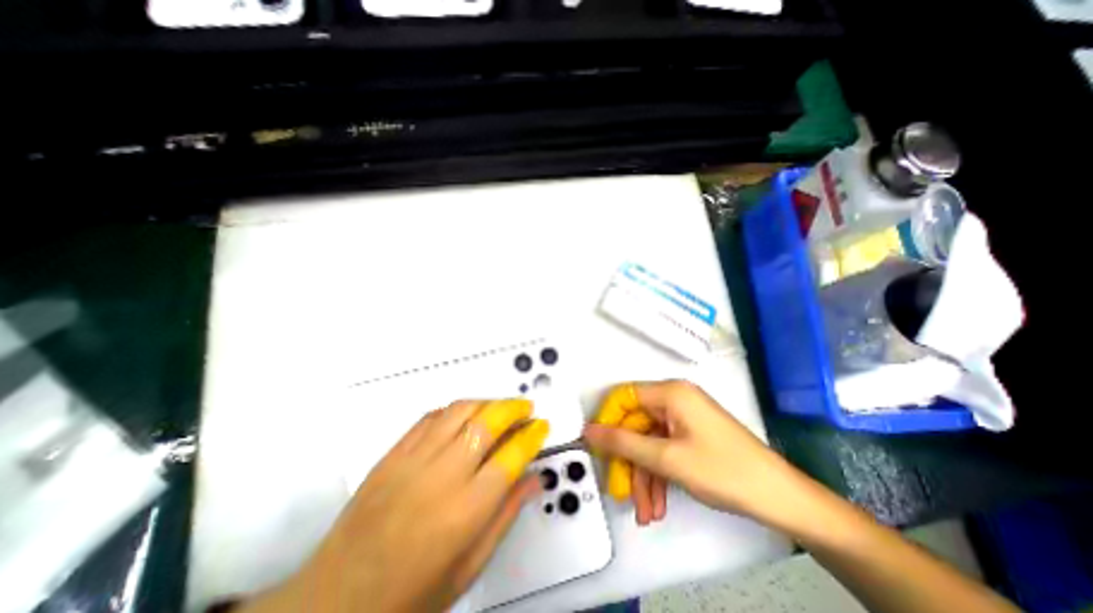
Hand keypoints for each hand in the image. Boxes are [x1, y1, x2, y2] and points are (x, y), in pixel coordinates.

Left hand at [240, 398, 546, 612]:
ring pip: (460, 410)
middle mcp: (442, 476)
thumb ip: (505, 516)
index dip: (532, 435)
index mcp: (465, 510)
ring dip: (487, 402)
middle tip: (526, 408)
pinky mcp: (393, 453)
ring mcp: (413, 460)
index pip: (511, 456)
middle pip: (487, 423)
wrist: (334, 601)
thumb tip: (533, 480)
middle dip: (513, 408)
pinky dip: (455, 409)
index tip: (542, 426)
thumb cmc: (409, 595)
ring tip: (501, 406)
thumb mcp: (469, 567)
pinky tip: (464, 415)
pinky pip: (431, 417)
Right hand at [590, 378, 799, 526]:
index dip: (608, 420)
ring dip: (643, 475)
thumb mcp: (666, 459)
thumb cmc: (722, 471)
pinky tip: (658, 504)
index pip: (624, 396)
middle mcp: (675, 399)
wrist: (781, 499)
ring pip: (649, 442)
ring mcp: (685, 418)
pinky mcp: (692, 435)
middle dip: (629, 460)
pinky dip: (658, 474)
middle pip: (636, 424)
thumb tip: (588, 431)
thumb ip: (623, 443)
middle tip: (621, 491)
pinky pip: (664, 449)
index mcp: (670, 392)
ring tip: (645, 510)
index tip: (599, 448)